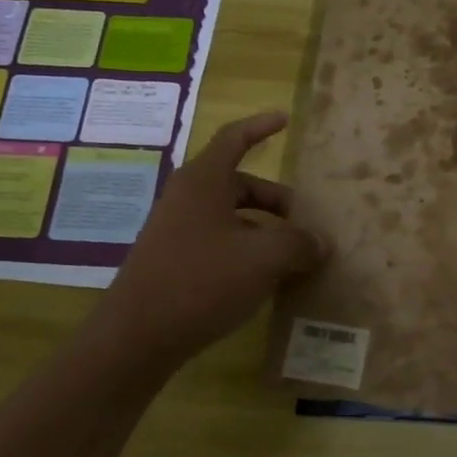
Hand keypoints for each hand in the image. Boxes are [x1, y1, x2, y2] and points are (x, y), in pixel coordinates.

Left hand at [98, 112, 326, 368]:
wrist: (136, 338)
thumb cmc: (201, 281)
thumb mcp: (263, 259)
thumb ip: (299, 244)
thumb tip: (320, 242)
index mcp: (204, 182)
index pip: (234, 139)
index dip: (260, 126)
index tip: (284, 119)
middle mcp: (188, 199)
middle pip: (240, 184)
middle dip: (276, 200)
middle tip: (306, 221)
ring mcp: (177, 231)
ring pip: (231, 217)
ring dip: (264, 230)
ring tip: (294, 256)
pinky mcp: (174, 261)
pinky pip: (219, 243)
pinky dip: (246, 251)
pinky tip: (265, 280)